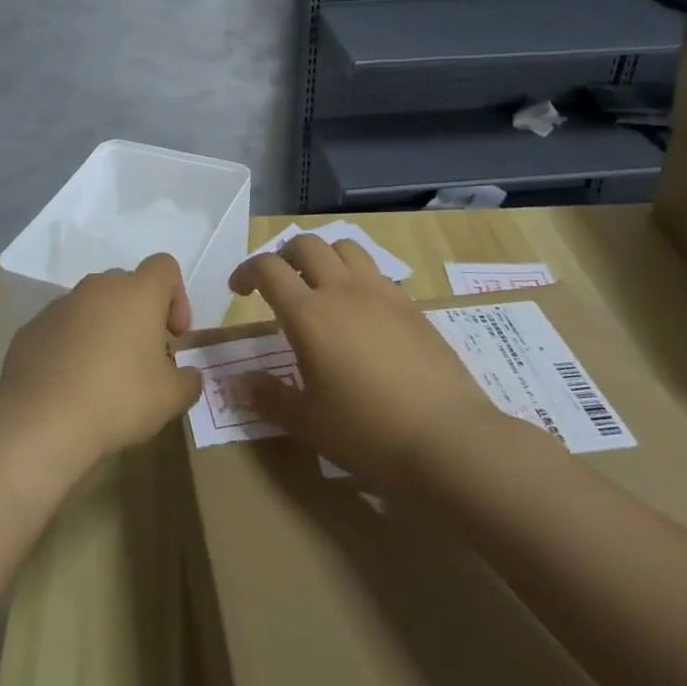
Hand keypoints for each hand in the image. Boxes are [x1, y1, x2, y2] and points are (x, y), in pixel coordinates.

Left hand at [0, 253, 203, 480]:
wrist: (42, 421)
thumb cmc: (118, 399)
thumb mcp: (171, 398)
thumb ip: (189, 381)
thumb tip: (188, 375)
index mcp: (137, 293)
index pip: (164, 267)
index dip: (177, 296)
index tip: (174, 335)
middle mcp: (97, 288)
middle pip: (127, 286)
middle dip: (139, 315)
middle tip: (143, 358)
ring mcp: (59, 305)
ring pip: (91, 307)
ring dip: (104, 329)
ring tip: (103, 376)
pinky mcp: (31, 328)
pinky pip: (62, 328)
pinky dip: (71, 346)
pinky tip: (71, 384)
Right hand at [230, 235, 518, 492]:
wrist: (449, 440)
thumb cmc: (367, 432)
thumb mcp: (308, 422)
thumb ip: (269, 397)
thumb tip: (237, 384)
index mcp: (309, 314)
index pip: (268, 269)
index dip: (247, 271)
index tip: (239, 291)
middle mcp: (343, 291)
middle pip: (307, 245)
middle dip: (284, 256)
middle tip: (277, 283)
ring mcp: (382, 294)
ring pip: (346, 248)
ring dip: (324, 256)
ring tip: (319, 286)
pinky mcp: (412, 306)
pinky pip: (377, 273)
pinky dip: (357, 277)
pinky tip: (360, 312)